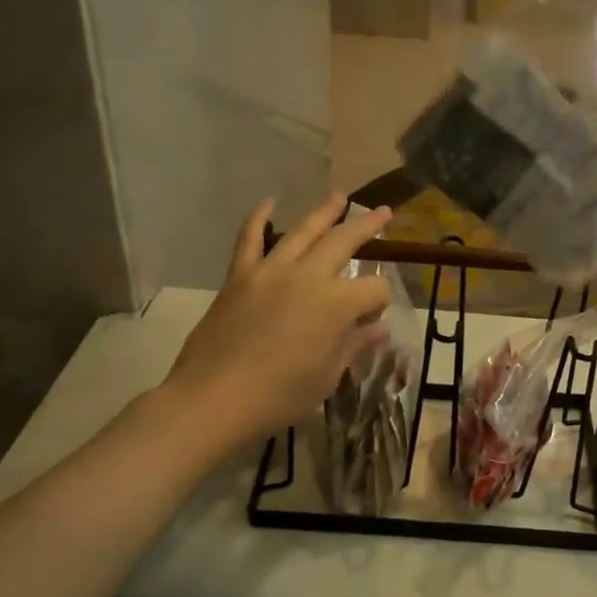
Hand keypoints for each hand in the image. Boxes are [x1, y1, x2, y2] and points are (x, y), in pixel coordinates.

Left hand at [162, 195, 393, 444]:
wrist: (214, 399)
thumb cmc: (280, 396)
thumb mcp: (327, 376)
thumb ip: (354, 345)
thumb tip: (378, 328)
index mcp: (337, 304)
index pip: (373, 289)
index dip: (379, 302)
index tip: (372, 320)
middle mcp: (308, 276)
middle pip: (344, 242)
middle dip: (367, 226)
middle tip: (382, 212)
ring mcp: (271, 271)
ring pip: (303, 232)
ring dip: (324, 212)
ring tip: (339, 197)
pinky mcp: (240, 276)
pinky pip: (249, 240)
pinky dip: (257, 219)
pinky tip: (267, 204)